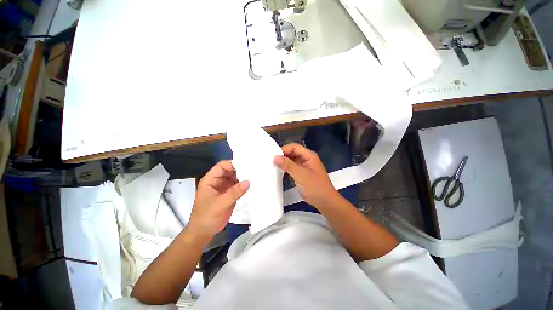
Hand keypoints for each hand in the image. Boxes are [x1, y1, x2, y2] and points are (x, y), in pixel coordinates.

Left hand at [188, 161, 248, 242]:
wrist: (204, 232)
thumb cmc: (206, 217)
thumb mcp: (219, 204)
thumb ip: (234, 193)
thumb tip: (248, 182)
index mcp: (210, 180)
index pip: (222, 166)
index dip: (232, 164)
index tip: (246, 166)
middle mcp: (218, 181)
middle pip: (230, 170)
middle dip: (240, 169)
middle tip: (253, 170)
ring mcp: (225, 187)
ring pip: (235, 177)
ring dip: (244, 177)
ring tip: (255, 176)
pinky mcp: (230, 194)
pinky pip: (238, 186)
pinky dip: (244, 185)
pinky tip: (252, 184)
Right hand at [273, 143, 339, 209]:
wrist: (324, 202)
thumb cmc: (315, 187)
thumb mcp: (301, 175)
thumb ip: (288, 165)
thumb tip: (275, 157)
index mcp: (308, 155)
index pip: (294, 147)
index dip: (284, 150)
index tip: (273, 156)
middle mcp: (305, 159)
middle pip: (292, 153)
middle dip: (282, 156)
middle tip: (271, 161)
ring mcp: (303, 166)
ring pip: (290, 160)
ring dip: (283, 163)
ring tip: (272, 166)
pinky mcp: (300, 174)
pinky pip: (291, 168)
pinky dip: (285, 169)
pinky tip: (278, 172)